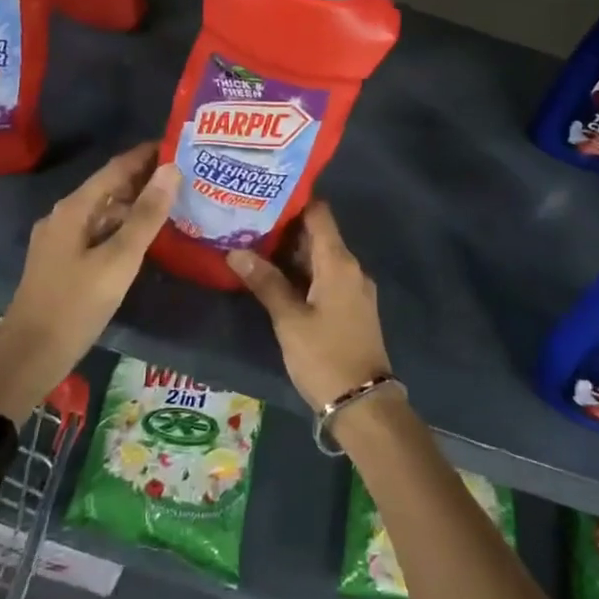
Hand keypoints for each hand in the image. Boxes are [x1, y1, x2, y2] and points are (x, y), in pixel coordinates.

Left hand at [0, 142, 177, 419]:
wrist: (29, 356)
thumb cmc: (75, 305)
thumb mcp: (118, 261)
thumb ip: (146, 216)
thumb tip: (171, 170)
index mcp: (74, 209)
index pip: (116, 168)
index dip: (147, 155)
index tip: (181, 145)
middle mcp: (65, 216)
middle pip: (110, 188)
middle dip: (145, 179)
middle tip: (187, 174)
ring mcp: (61, 240)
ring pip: (105, 212)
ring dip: (136, 205)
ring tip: (175, 202)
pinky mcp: (63, 262)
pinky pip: (99, 232)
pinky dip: (124, 228)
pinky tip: (146, 238)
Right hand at [227, 202, 391, 412]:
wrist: (363, 403)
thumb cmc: (324, 356)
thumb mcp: (289, 320)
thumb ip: (265, 282)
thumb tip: (235, 251)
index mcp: (339, 263)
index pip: (319, 214)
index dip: (294, 201)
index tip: (263, 196)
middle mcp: (351, 268)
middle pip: (318, 235)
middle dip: (285, 228)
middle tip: (247, 221)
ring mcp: (353, 289)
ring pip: (320, 258)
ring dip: (291, 253)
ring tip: (253, 245)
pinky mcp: (351, 307)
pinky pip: (325, 277)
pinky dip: (302, 273)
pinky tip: (274, 278)